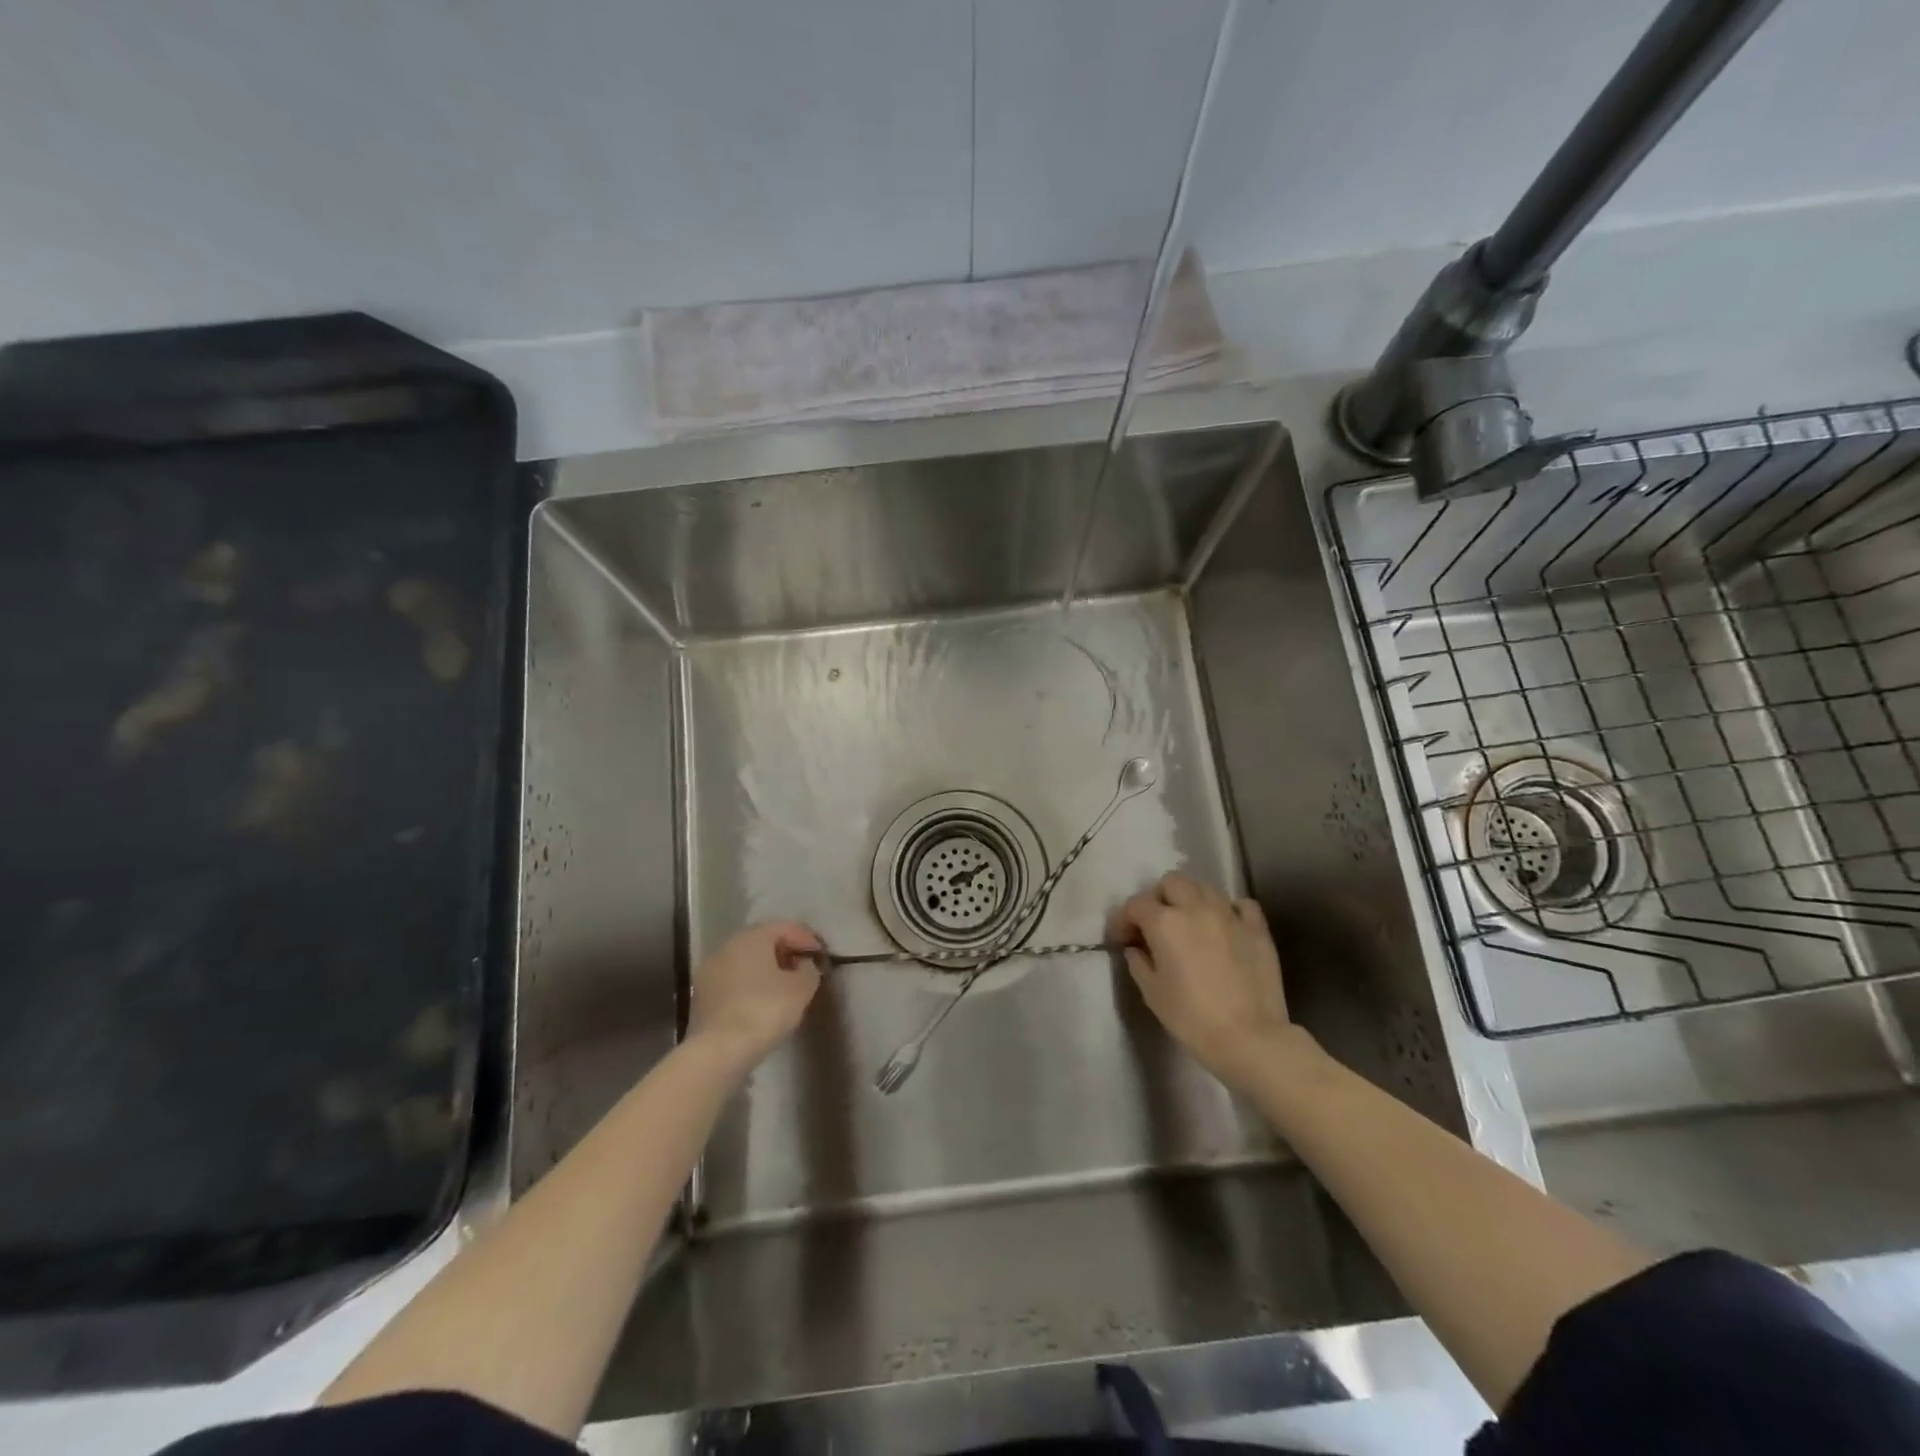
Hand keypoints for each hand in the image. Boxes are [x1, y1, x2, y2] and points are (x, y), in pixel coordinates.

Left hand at [686, 921, 823, 1069]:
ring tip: (785, 987)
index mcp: (752, 938)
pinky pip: (733, 981)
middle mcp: (727, 947)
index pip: (784, 927)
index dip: (806, 937)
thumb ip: (808, 970)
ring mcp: (710, 971)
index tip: (821, 954)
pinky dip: (750, 985)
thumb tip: (804, 966)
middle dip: (784, 951)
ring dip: (766, 969)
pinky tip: (762, 1002)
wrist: (719, 1051)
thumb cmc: (765, 1010)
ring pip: (745, 961)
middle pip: (762, 941)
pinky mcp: (702, 997)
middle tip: (804, 967)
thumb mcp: (801, 988)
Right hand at [1112, 872, 1307, 1088]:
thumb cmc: (1192, 1019)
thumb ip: (1139, 963)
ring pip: (1205, 887)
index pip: (1136, 904)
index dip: (1124, 919)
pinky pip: (1241, 904)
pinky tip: (1224, 926)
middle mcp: (1196, 908)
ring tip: (1190, 923)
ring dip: (1191, 899)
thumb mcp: (1152, 993)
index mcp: (1165, 923)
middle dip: (1158, 898)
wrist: (1250, 1039)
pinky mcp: (1257, 929)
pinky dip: (1229, 909)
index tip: (1123, 939)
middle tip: (1156, 924)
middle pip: (1171, 882)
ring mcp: (1230, 915)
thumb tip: (1136, 949)